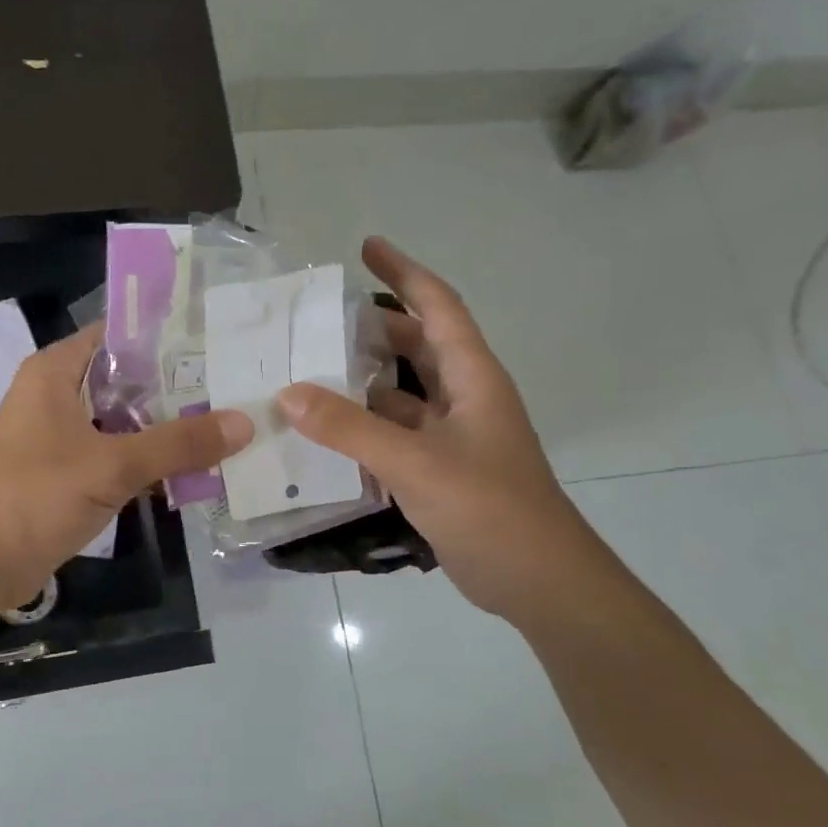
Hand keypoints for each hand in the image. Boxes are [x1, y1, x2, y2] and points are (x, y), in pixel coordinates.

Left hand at [0, 323, 254, 613]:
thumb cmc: (33, 496)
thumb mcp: (111, 465)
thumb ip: (178, 444)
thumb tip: (245, 422)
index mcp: (56, 371)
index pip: (120, 333)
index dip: (168, 335)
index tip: (221, 340)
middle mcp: (59, 395)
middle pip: (128, 378)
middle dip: (178, 385)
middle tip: (239, 384)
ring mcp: (63, 436)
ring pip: (125, 420)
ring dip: (167, 426)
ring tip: (230, 420)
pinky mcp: (68, 473)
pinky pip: (118, 454)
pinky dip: (150, 459)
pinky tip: (196, 466)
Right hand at [279, 237, 602, 621]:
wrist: (538, 581)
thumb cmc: (489, 508)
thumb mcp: (416, 463)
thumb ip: (351, 429)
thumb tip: (289, 393)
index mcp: (472, 378)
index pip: (437, 308)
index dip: (404, 273)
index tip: (367, 246)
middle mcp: (464, 398)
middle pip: (416, 346)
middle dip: (373, 327)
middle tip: (318, 318)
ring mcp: (452, 438)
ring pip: (401, 394)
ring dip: (362, 381)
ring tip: (308, 370)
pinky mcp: (439, 471)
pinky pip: (395, 435)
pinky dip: (363, 428)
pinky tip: (325, 432)